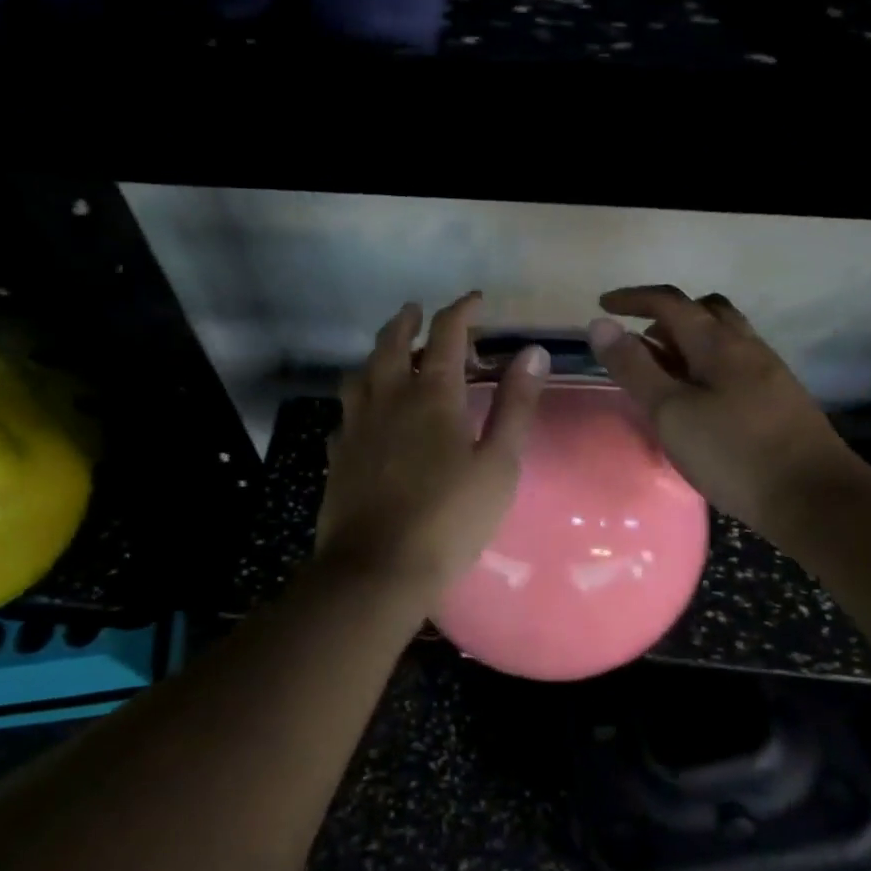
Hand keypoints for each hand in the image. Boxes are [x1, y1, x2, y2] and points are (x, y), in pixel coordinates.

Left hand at [315, 293, 548, 604]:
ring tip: (390, 355)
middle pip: (392, 342)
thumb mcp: (498, 464)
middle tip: (418, 311)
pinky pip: (346, 412)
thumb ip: (515, 405)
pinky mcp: (337, 453)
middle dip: (407, 320)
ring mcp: (355, 425)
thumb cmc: (449, 518)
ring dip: (377, 354)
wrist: (378, 569)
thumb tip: (533, 353)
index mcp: (431, 395)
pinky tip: (366, 415)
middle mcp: (388, 397)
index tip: (476, 300)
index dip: (462, 310)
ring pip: (360, 372)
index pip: (447, 333)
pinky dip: (359, 399)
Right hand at [587, 286, 853, 530]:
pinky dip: (707, 366)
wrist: (816, 500)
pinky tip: (698, 399)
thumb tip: (601, 325)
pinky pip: (736, 365)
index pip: (670, 302)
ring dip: (690, 342)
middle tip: (639, 339)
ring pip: (725, 338)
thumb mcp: (670, 412)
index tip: (603, 305)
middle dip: (667, 315)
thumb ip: (634, 368)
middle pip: (706, 311)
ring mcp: (769, 373)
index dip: (633, 299)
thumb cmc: (734, 453)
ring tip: (663, 370)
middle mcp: (746, 347)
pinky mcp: (779, 401)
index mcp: (718, 343)